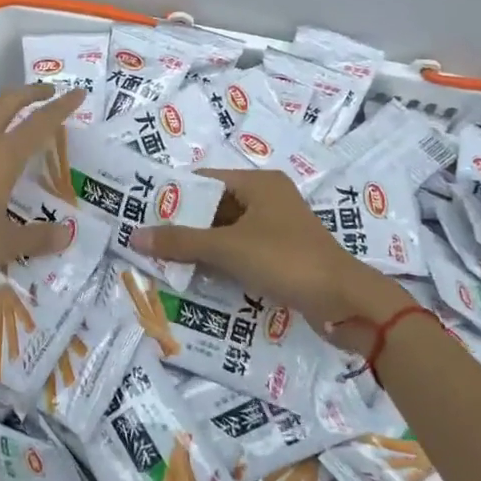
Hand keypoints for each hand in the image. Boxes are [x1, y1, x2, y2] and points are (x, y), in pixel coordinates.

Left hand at [0, 84, 85, 294]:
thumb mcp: (4, 245)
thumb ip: (37, 237)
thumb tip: (67, 235)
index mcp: (2, 157)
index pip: (39, 124)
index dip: (60, 108)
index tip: (76, 94)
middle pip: (6, 103)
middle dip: (29, 93)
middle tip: (46, 91)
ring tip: (4, 104)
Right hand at [129, 167, 371, 324]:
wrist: (344, 301)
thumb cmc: (285, 260)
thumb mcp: (228, 249)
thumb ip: (181, 241)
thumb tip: (135, 235)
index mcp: (259, 183)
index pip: (206, 180)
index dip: (176, 194)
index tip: (145, 211)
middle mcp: (269, 199)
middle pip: (216, 206)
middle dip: (186, 224)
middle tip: (150, 240)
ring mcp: (278, 228)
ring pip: (229, 231)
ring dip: (202, 246)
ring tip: (165, 260)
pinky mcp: (284, 255)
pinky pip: (243, 251)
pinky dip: (222, 261)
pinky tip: (198, 276)